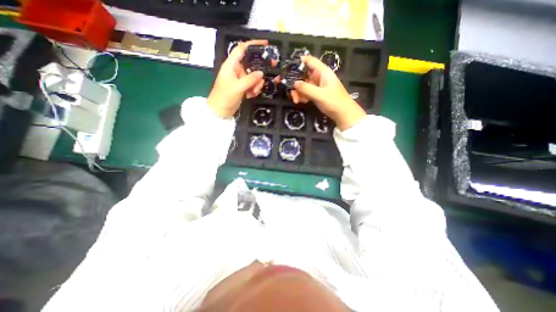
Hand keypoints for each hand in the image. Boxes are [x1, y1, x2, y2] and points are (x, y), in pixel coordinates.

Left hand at [208, 41, 269, 117]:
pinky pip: (253, 84)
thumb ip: (250, 79)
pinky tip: (250, 96)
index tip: (266, 44)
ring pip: (254, 76)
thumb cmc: (225, 97)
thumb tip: (261, 73)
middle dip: (258, 73)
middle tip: (265, 78)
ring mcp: (240, 78)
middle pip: (252, 64)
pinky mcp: (243, 87)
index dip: (253, 44)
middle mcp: (236, 69)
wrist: (220, 111)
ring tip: (252, 93)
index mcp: (231, 64)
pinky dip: (254, 90)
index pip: (242, 48)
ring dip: (256, 85)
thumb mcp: (237, 87)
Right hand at [289, 55, 368, 129]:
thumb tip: (294, 83)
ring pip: (304, 85)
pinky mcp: (317, 94)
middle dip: (296, 83)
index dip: (298, 62)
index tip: (287, 68)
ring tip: (296, 101)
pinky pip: (306, 92)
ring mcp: (318, 86)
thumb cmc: (334, 102)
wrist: (343, 114)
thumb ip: (306, 88)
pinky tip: (301, 102)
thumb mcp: (319, 95)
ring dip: (298, 92)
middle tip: (290, 92)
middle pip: (304, 75)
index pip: (309, 61)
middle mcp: (319, 77)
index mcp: (322, 72)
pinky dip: (302, 96)